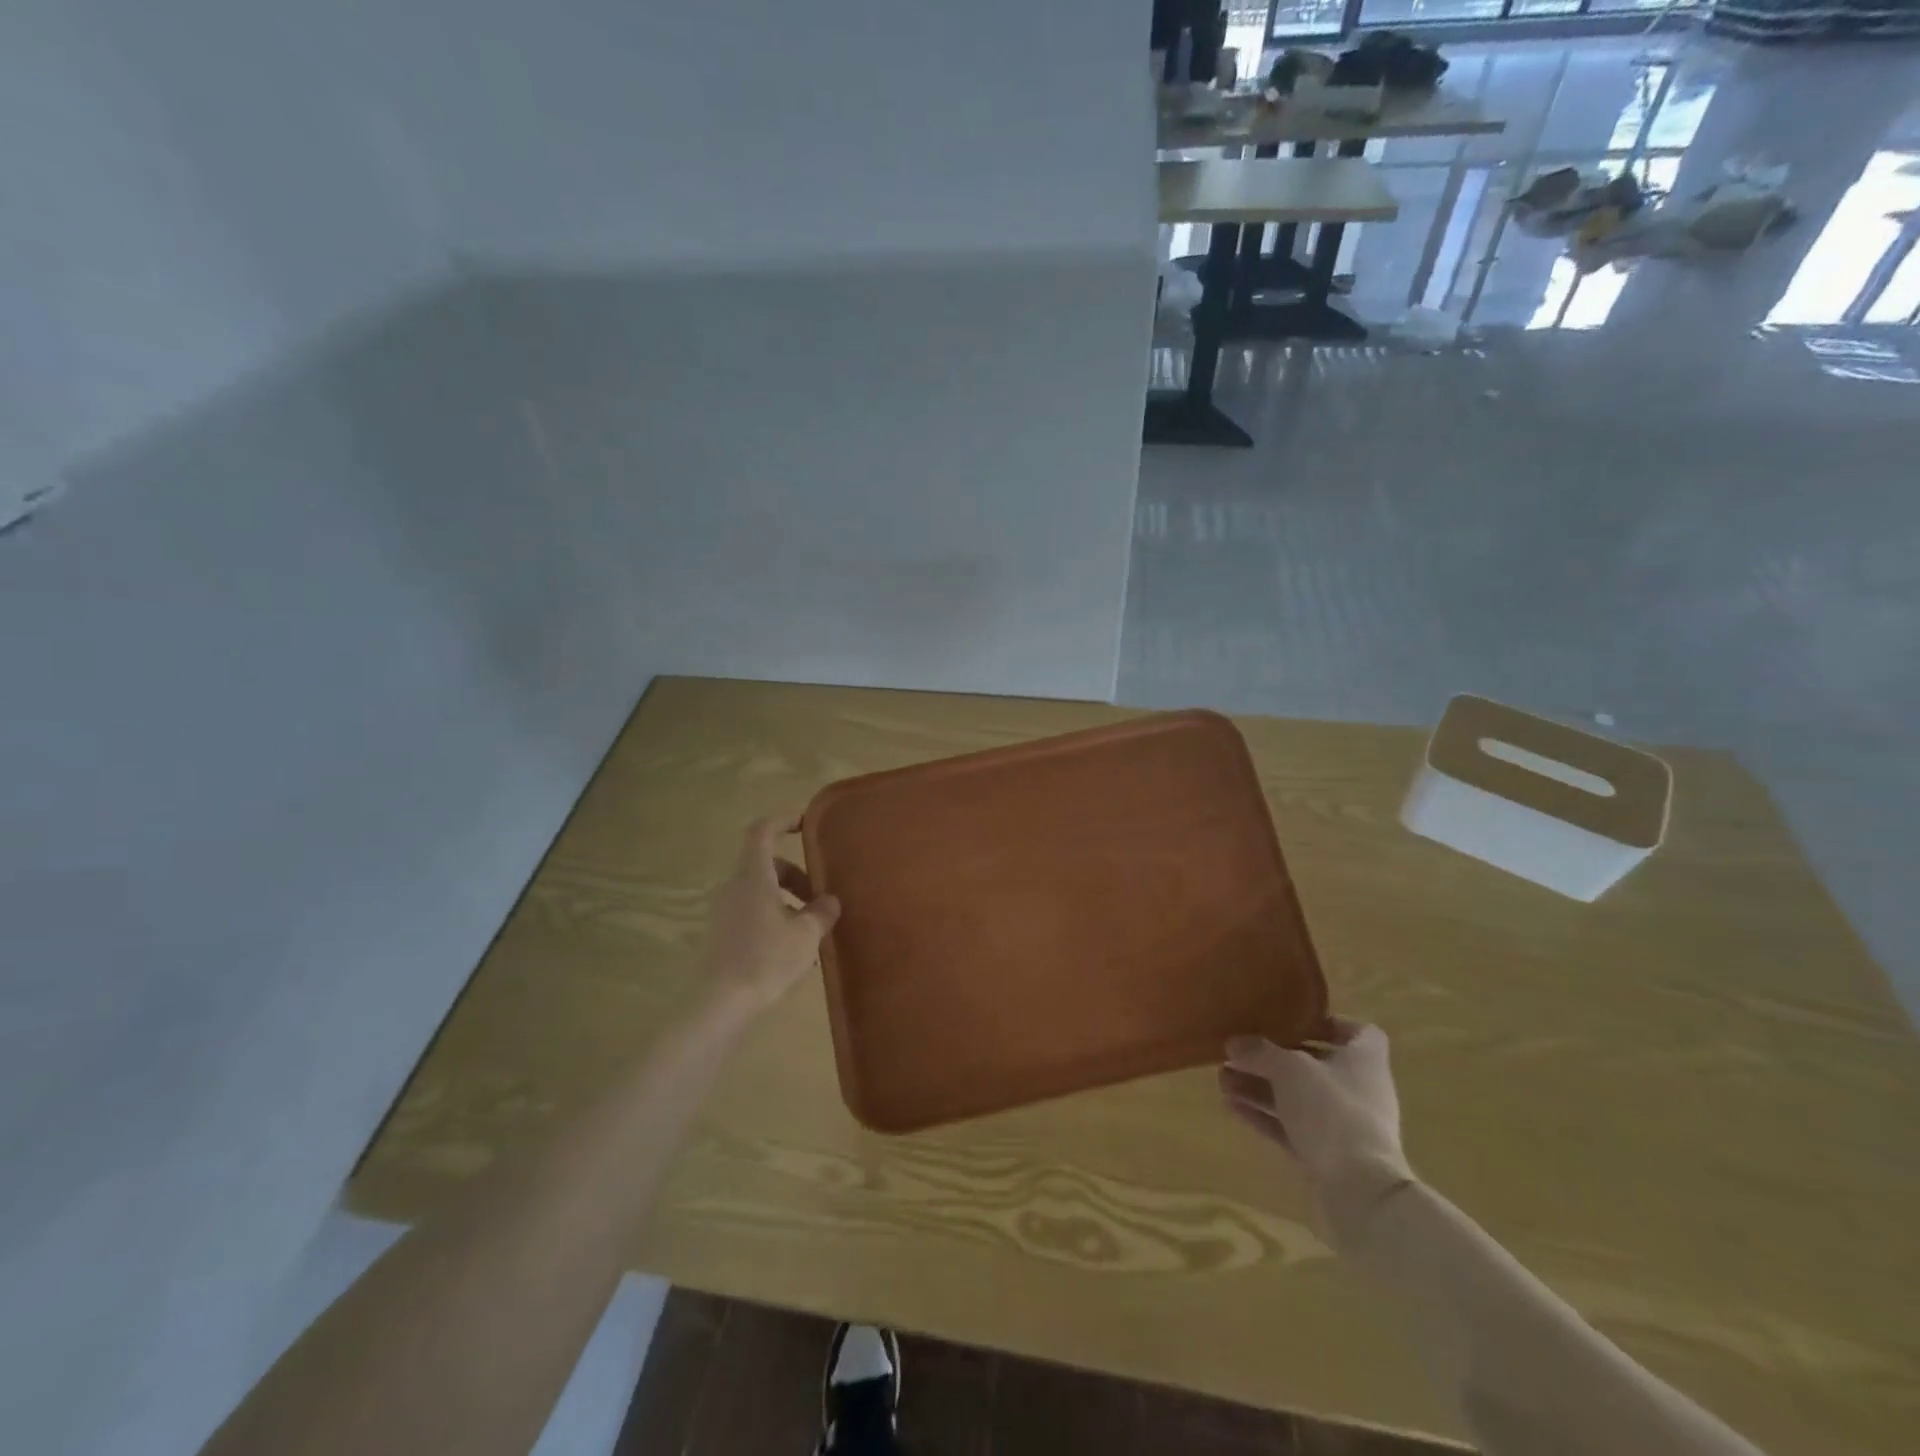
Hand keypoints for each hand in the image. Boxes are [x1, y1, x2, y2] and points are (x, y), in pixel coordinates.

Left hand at [699, 816, 840, 1016]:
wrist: (719, 1004)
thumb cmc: (766, 959)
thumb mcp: (806, 935)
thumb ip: (822, 912)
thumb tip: (829, 900)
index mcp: (753, 876)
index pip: (763, 831)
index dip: (783, 821)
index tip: (805, 824)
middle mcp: (734, 886)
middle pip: (766, 864)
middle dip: (796, 875)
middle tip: (820, 898)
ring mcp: (724, 911)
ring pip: (760, 891)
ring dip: (787, 900)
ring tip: (811, 929)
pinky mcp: (721, 934)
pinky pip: (752, 912)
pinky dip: (774, 917)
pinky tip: (792, 948)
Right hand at [1219, 1019, 1414, 1239]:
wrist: (1360, 1194)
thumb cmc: (1332, 1112)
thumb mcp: (1289, 1069)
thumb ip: (1260, 1052)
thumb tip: (1234, 1043)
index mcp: (1363, 1060)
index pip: (1358, 1032)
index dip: (1328, 1023)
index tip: (1293, 1020)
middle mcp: (1357, 1090)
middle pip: (1314, 1064)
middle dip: (1272, 1058)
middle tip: (1237, 1052)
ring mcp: (1342, 1126)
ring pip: (1295, 1097)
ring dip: (1260, 1087)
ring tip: (1222, 1079)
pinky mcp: (1325, 1156)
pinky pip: (1289, 1127)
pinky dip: (1263, 1116)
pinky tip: (1230, 1106)